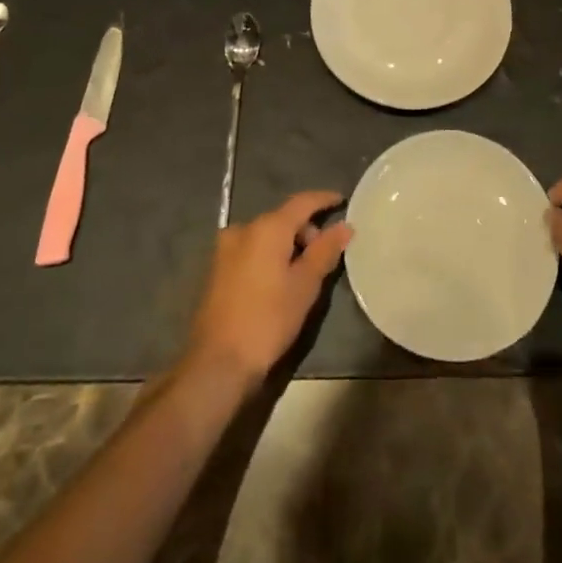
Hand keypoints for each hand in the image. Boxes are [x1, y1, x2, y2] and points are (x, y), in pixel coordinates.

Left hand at [184, 191, 352, 384]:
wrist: (217, 363)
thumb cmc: (268, 320)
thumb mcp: (304, 286)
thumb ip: (325, 251)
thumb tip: (344, 226)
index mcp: (267, 228)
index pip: (302, 202)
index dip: (324, 200)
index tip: (342, 200)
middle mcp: (243, 229)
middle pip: (283, 218)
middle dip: (306, 230)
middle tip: (324, 256)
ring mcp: (225, 248)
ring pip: (266, 234)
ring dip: (287, 244)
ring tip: (302, 273)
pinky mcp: (217, 268)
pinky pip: (251, 249)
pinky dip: (269, 255)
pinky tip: (278, 281)